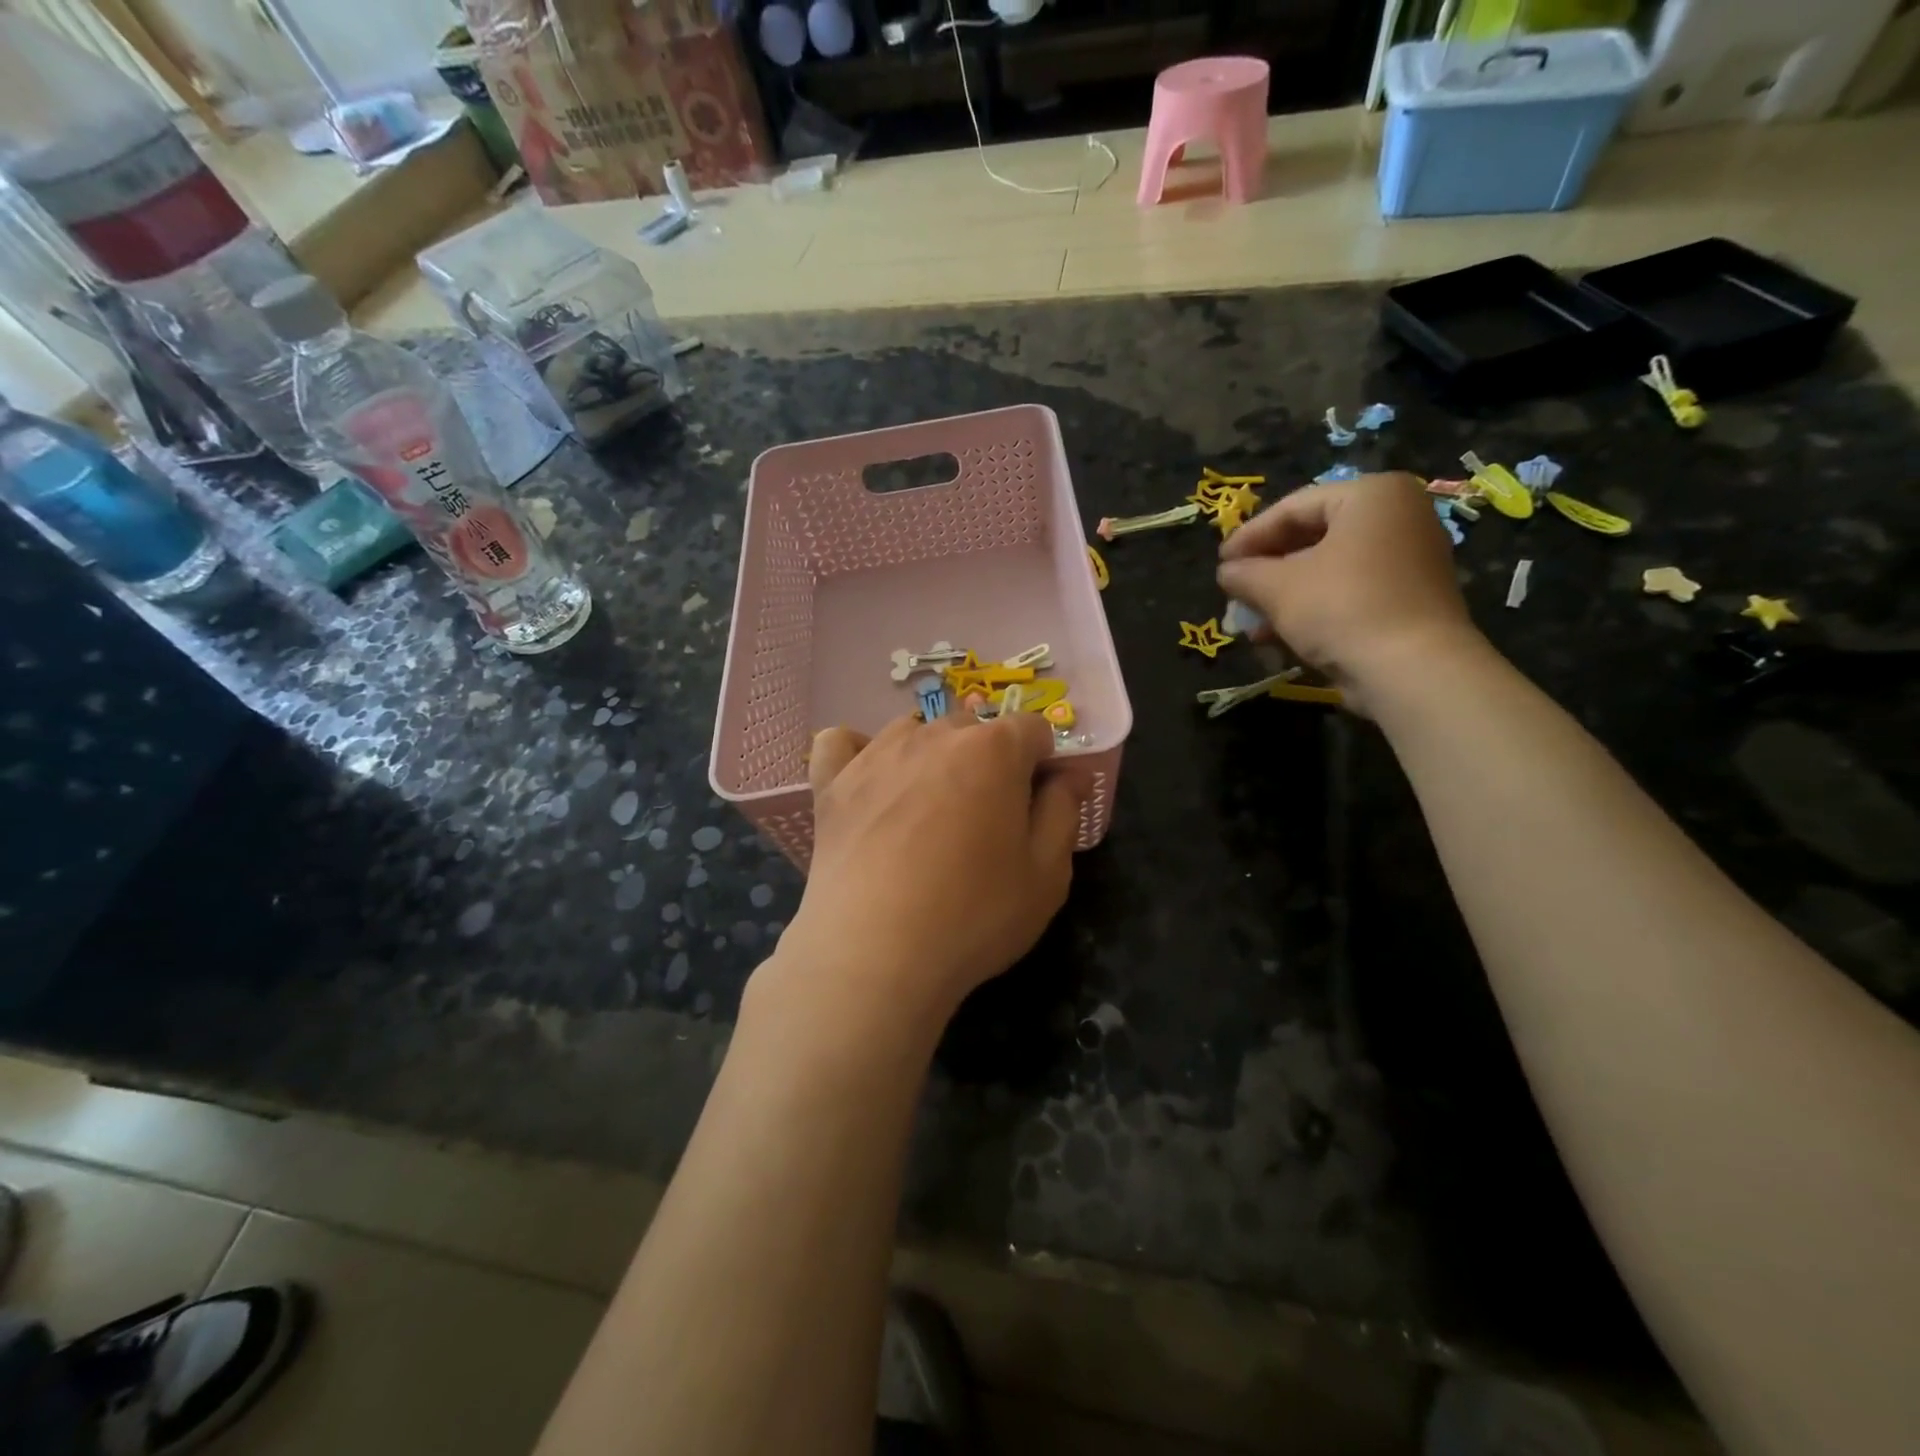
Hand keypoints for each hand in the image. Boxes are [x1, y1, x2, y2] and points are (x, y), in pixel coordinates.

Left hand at [763, 711, 1080, 1034]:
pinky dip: (856, 754)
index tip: (1037, 803)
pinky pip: (841, 743)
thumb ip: (1063, 812)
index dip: (1043, 762)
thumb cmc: (974, 915)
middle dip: (988, 760)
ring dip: (930, 758)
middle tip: (984, 819)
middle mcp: (934, 735)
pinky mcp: (832, 782)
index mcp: (994, 750)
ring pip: (913, 733)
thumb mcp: (1047, 875)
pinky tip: (867, 783)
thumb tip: (1066, 775)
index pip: (1032, 730)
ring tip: (927, 810)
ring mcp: (876, 754)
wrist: (874, 953)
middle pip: (972, 729)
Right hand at [1216, 472, 1481, 713]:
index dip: (1248, 536)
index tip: (1220, 564)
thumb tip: (1227, 573)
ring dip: (1283, 595)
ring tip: (1249, 622)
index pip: (1294, 507)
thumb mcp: (1277, 587)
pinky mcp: (1409, 599)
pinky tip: (1277, 635)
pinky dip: (1312, 608)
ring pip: (1329, 569)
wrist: (1411, 669)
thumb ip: (1244, 573)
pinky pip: (1349, 592)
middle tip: (1233, 591)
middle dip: (1266, 569)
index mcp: (1372, 495)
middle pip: (1313, 537)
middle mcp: (1399, 517)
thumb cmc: (1341, 607)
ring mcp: (1409, 559)